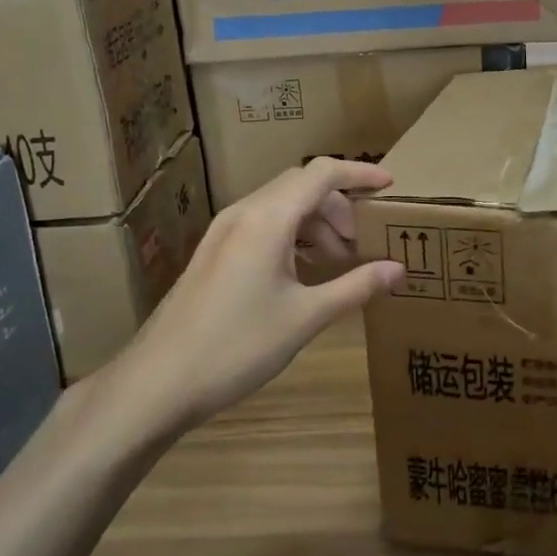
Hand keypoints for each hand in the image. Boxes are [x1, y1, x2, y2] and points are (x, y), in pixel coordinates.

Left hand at [109, 159, 402, 428]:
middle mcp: (244, 213)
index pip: (322, 173)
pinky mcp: (214, 252)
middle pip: (302, 185)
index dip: (360, 174)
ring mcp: (224, 232)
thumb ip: (355, 287)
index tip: (391, 186)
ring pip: (281, 205)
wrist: (158, 382)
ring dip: (316, 222)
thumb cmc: (238, 346)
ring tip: (338, 260)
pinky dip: (293, 235)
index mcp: (268, 219)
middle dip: (340, 205)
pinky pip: (263, 225)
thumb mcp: (305, 317)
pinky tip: (303, 272)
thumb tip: (398, 270)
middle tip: (364, 241)